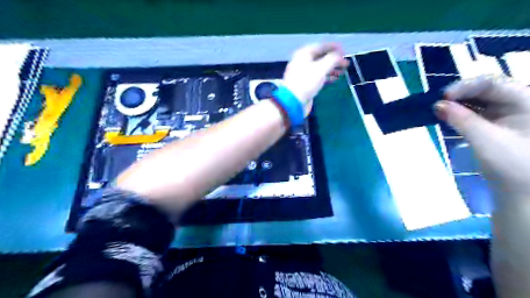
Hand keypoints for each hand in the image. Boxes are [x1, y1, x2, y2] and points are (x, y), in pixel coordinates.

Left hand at [284, 42, 350, 115]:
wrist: (293, 102)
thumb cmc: (307, 82)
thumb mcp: (321, 68)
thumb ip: (332, 59)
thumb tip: (339, 55)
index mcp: (303, 54)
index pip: (320, 46)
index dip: (333, 47)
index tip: (344, 50)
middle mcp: (302, 62)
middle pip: (320, 57)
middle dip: (334, 59)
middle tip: (346, 62)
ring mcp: (303, 74)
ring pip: (320, 68)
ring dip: (332, 68)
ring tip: (343, 70)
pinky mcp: (305, 84)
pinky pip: (318, 77)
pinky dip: (327, 76)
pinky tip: (335, 78)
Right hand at [437, 77, 529, 202]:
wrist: (523, 193)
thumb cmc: (514, 167)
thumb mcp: (487, 141)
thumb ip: (462, 120)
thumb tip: (437, 105)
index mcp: (527, 102)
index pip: (493, 83)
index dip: (466, 86)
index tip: (443, 96)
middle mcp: (517, 103)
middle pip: (484, 90)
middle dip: (458, 95)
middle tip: (435, 103)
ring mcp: (505, 115)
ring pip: (476, 101)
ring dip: (455, 105)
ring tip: (436, 109)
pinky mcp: (494, 125)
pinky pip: (473, 113)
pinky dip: (458, 115)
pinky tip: (445, 117)